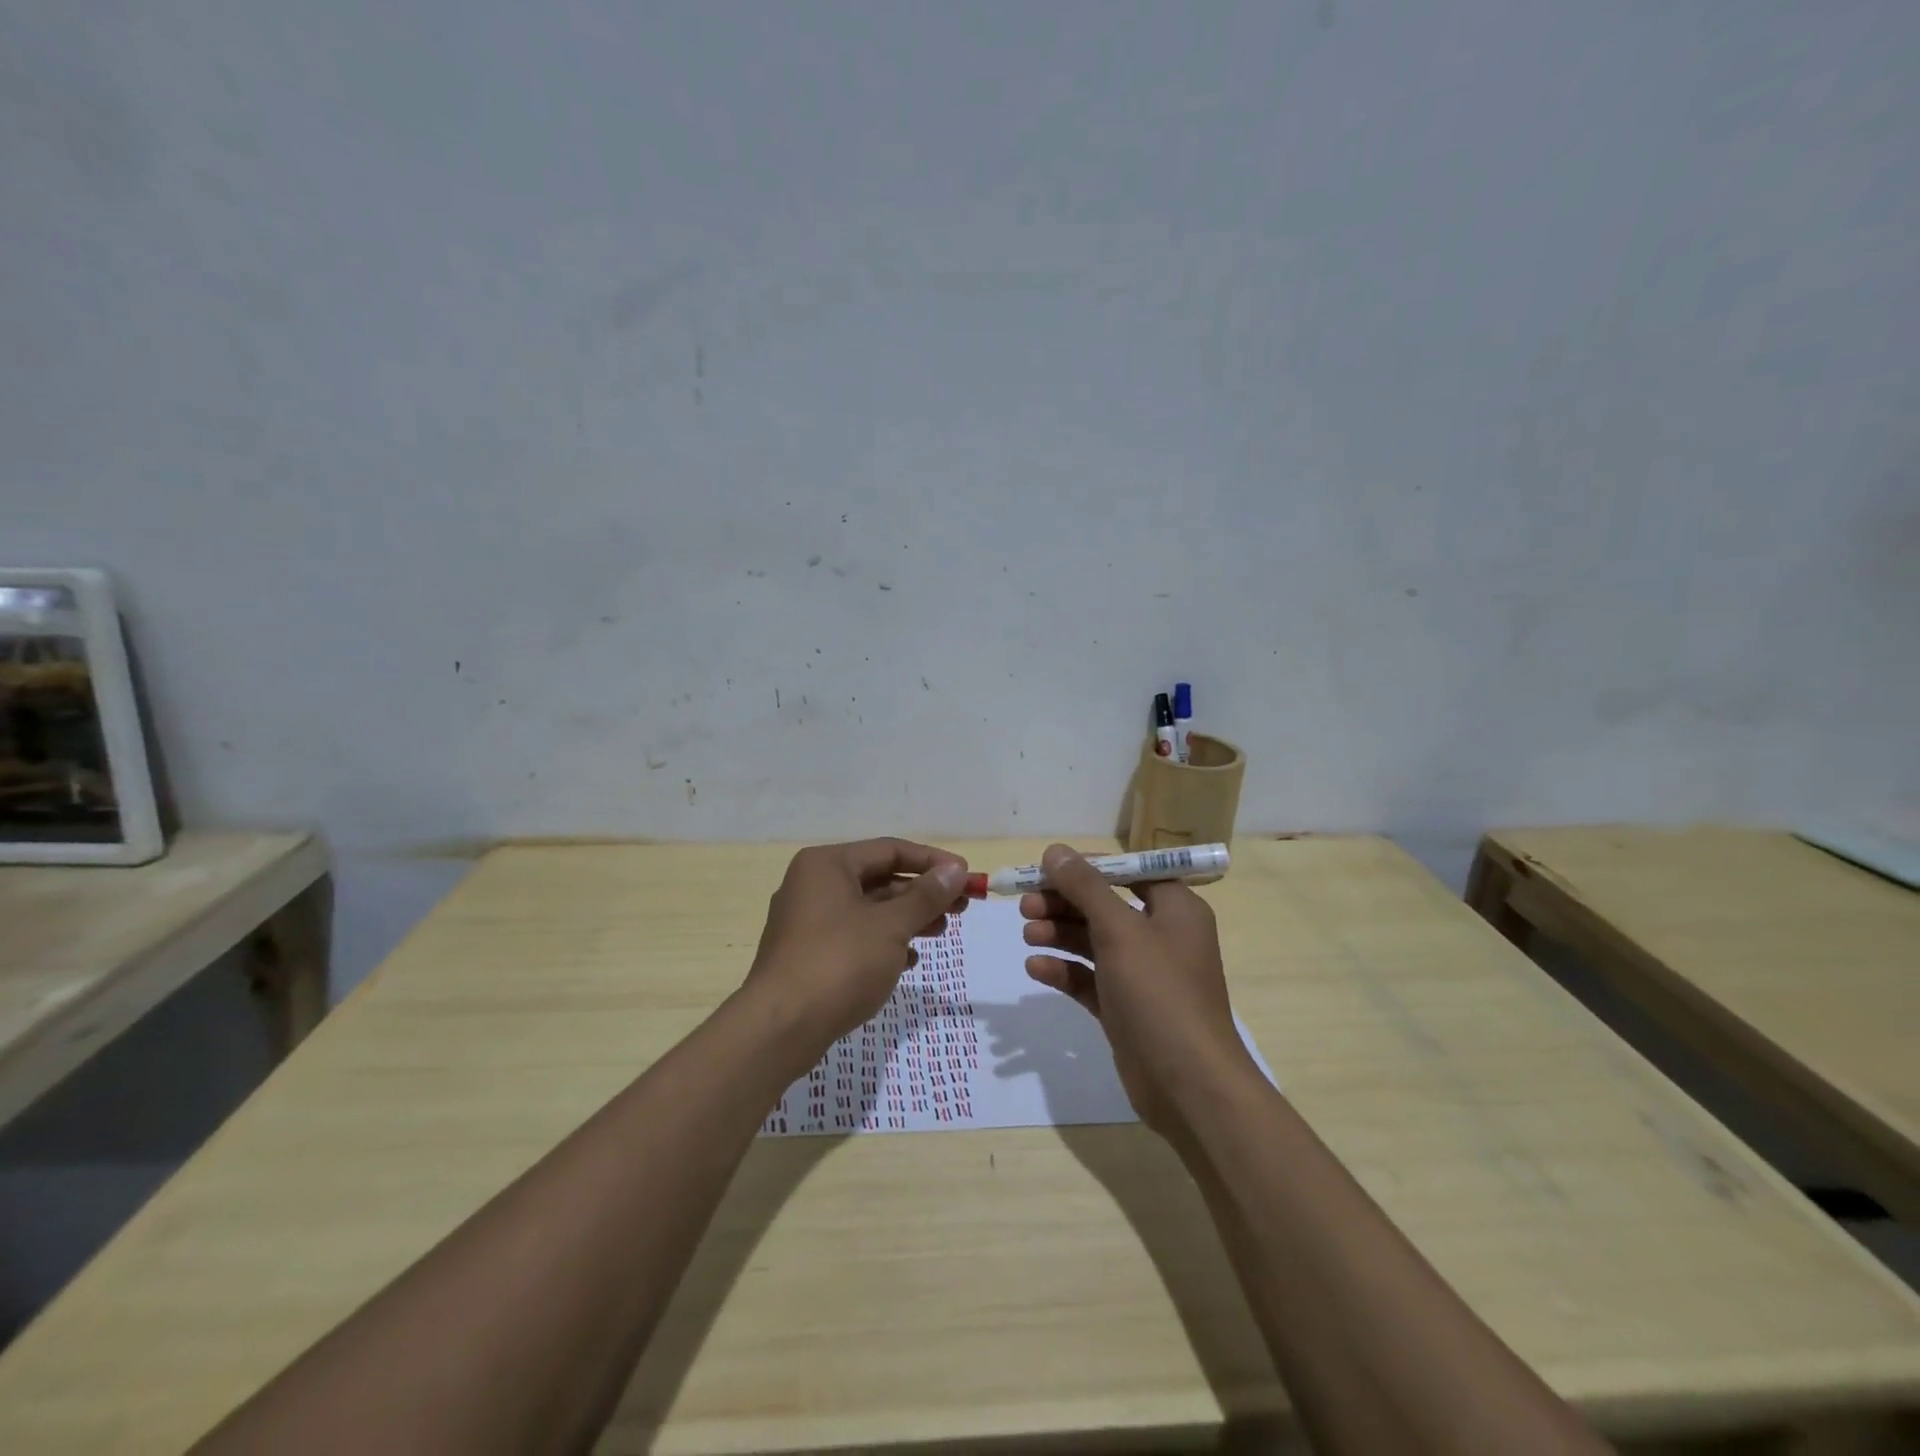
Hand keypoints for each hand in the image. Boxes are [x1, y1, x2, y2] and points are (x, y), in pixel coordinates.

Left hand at [744, 838, 969, 1051]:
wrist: (780, 1029)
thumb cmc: (839, 963)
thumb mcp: (890, 926)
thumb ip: (926, 896)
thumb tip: (956, 870)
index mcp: (827, 865)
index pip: (890, 850)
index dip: (932, 862)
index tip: (967, 877)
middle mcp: (813, 884)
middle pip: (879, 879)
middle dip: (922, 894)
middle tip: (961, 908)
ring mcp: (807, 921)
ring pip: (868, 910)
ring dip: (907, 919)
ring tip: (940, 933)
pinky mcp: (807, 954)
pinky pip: (854, 937)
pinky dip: (883, 943)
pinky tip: (908, 961)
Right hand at [1021, 843, 1258, 1136]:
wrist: (1188, 1085)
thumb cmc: (1159, 993)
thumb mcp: (1120, 930)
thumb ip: (1085, 887)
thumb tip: (1056, 851)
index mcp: (1174, 909)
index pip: (1127, 871)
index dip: (1087, 868)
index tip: (1045, 869)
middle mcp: (1161, 936)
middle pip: (1105, 906)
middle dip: (1064, 903)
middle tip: (1025, 904)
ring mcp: (1143, 975)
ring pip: (1094, 942)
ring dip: (1060, 934)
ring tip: (1027, 934)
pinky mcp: (1126, 1008)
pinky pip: (1090, 978)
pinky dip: (1064, 970)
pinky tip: (1035, 969)